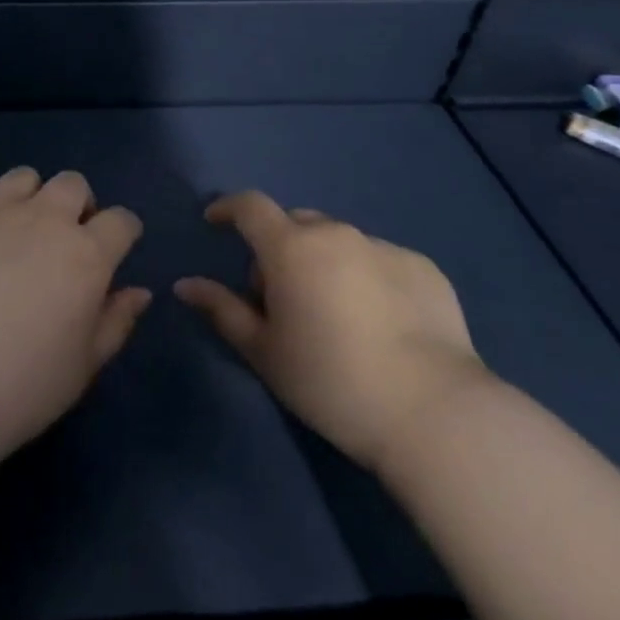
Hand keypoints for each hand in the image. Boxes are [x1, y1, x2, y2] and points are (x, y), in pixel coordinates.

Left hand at [0, 167, 150, 456]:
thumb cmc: (23, 387)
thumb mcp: (84, 365)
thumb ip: (116, 321)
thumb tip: (139, 291)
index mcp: (87, 255)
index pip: (122, 220)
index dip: (121, 233)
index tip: (112, 249)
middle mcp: (44, 219)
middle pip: (73, 184)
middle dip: (76, 205)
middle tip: (60, 239)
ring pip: (23, 178)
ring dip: (27, 198)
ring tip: (12, 230)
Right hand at [175, 191, 492, 472]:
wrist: (434, 413)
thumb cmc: (331, 382)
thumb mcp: (264, 352)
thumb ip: (222, 310)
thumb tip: (185, 285)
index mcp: (291, 248)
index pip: (250, 206)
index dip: (228, 207)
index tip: (216, 222)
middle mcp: (337, 234)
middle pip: (295, 224)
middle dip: (279, 248)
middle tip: (282, 296)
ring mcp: (384, 248)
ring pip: (339, 241)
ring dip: (324, 262)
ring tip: (336, 314)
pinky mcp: (424, 268)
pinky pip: (379, 260)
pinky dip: (367, 277)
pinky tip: (381, 323)